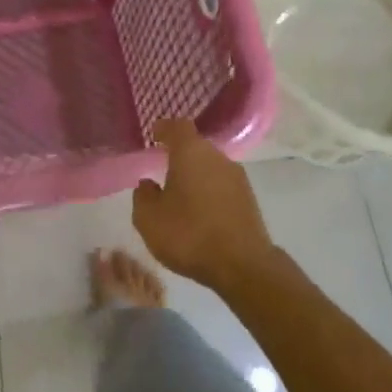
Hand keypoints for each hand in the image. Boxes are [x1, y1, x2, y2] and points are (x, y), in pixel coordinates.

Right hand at [132, 119, 275, 295]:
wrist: (243, 265)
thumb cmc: (189, 234)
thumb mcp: (149, 219)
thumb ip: (143, 196)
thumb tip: (148, 184)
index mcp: (190, 152)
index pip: (177, 126)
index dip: (164, 128)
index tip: (154, 134)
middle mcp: (217, 157)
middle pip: (196, 146)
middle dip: (179, 154)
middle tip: (163, 168)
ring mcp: (237, 177)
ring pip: (211, 166)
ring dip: (196, 175)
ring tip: (181, 194)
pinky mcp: (249, 198)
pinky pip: (222, 185)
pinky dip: (210, 191)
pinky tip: (200, 210)